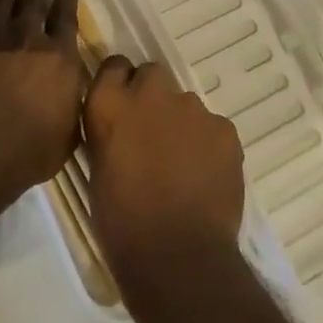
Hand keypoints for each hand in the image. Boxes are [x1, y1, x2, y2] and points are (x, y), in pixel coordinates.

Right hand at [83, 56, 245, 299]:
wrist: (177, 256)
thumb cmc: (121, 222)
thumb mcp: (98, 168)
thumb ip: (110, 133)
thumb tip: (122, 128)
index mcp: (110, 103)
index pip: (113, 66)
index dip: (119, 83)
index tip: (122, 104)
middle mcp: (149, 93)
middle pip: (152, 75)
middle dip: (152, 96)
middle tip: (152, 133)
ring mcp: (191, 108)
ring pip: (186, 103)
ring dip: (181, 123)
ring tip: (182, 163)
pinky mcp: (224, 129)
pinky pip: (213, 127)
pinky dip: (209, 144)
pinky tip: (205, 175)